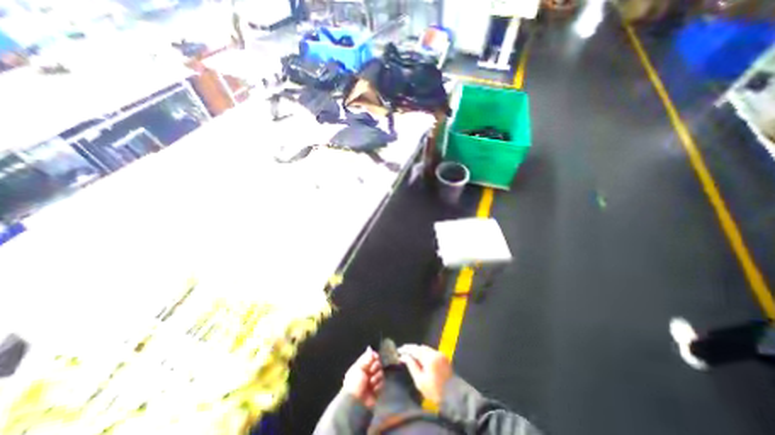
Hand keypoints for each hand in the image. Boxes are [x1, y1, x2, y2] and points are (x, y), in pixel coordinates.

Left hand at [342, 347, 384, 407]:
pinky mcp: (377, 389)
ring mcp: (373, 381)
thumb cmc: (354, 383)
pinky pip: (382, 383)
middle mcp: (368, 372)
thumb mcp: (358, 368)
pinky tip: (374, 389)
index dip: (374, 356)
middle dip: (376, 366)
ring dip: (377, 377)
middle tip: (372, 371)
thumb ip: (366, 359)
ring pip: (381, 373)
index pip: (370, 357)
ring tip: (371, 382)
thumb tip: (371, 349)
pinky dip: (379, 385)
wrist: (356, 402)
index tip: (376, 356)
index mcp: (362, 366)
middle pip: (377, 364)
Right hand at [399, 345, 455, 404]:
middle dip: (412, 349)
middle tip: (403, 351)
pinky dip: (425, 353)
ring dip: (418, 350)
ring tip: (410, 354)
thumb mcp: (420, 381)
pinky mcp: (444, 357)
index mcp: (429, 358)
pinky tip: (421, 357)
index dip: (406, 349)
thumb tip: (403, 357)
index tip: (399, 350)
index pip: (415, 349)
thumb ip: (411, 366)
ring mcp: (440, 354)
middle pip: (421, 347)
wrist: (453, 397)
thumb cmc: (434, 391)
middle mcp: (435, 352)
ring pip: (426, 349)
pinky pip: (431, 352)